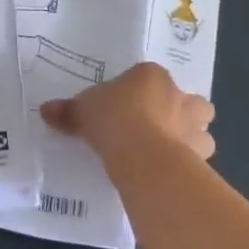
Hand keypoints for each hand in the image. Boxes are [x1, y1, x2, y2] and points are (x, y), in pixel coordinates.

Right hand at [40, 62, 215, 167]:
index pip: (149, 76)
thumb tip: (46, 110)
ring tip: (165, 152)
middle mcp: (180, 96)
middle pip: (189, 100)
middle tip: (155, 126)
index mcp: (152, 75)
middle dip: (179, 111)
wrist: (142, 154)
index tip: (124, 107)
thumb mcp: (82, 111)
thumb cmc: (112, 118)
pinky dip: (187, 163)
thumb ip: (68, 110)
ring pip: (201, 127)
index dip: (138, 91)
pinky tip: (167, 172)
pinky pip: (198, 157)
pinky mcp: (201, 155)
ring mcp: (195, 126)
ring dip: (190, 137)